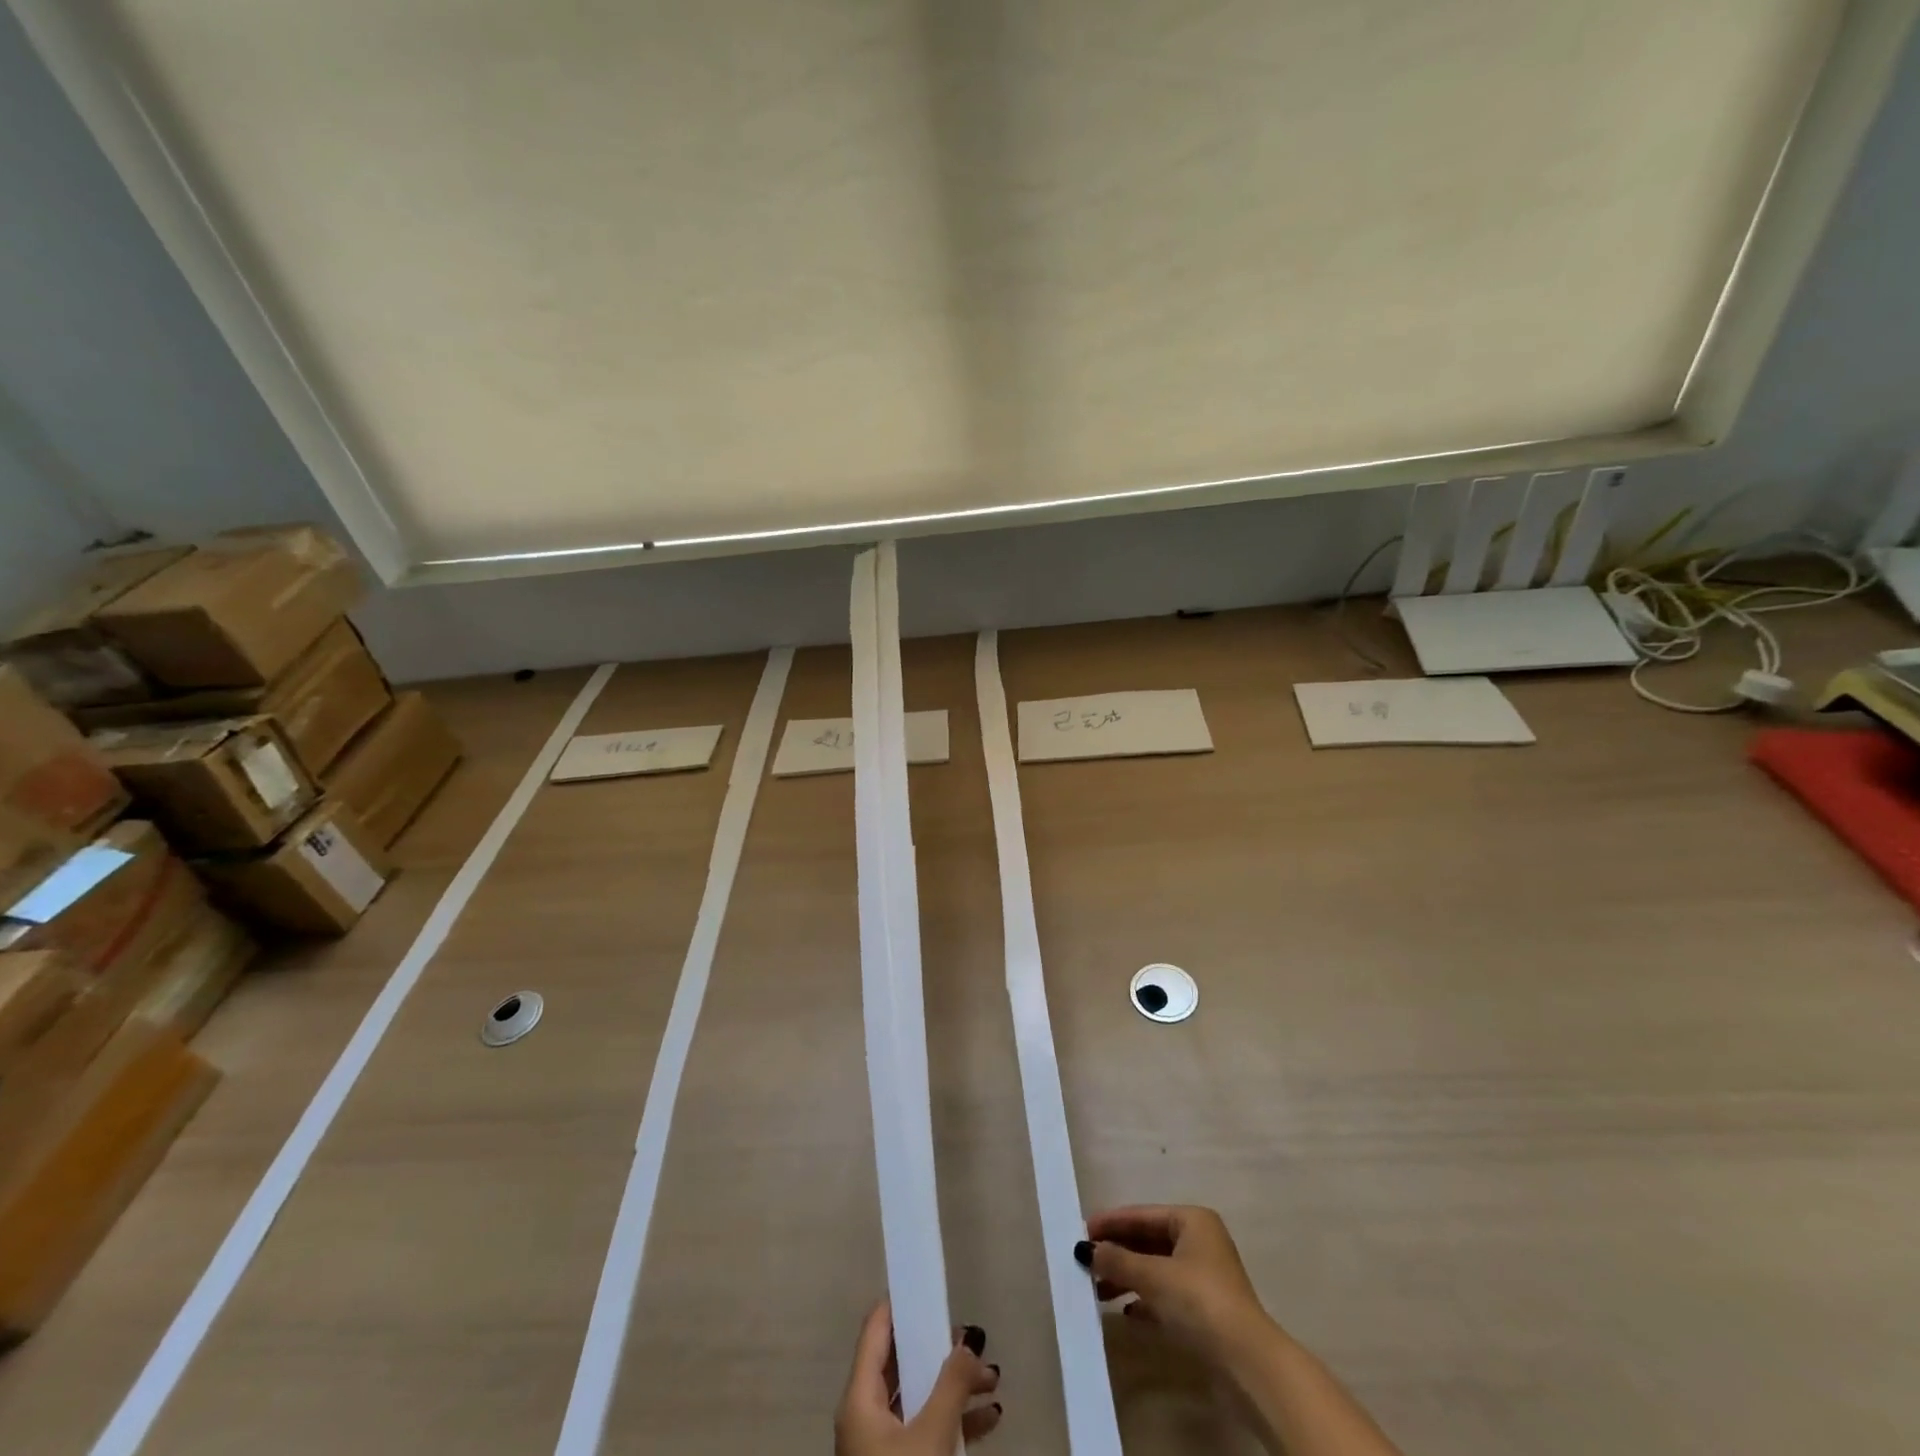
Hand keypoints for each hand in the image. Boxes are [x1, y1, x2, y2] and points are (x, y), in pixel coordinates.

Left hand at [834, 1301, 1002, 1455]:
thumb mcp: (931, 1435)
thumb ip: (952, 1382)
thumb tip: (969, 1340)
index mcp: (859, 1396)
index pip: (876, 1328)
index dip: (902, 1302)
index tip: (931, 1284)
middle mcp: (865, 1413)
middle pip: (902, 1361)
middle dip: (941, 1348)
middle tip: (976, 1338)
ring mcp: (881, 1444)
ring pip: (919, 1396)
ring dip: (956, 1386)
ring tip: (993, 1379)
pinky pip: (926, 1429)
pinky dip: (954, 1419)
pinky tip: (989, 1418)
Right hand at [1076, 1205, 1272, 1363]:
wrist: (1247, 1363)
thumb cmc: (1199, 1302)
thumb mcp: (1153, 1277)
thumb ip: (1118, 1260)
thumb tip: (1086, 1249)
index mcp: (1192, 1221)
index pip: (1142, 1215)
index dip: (1111, 1222)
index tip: (1081, 1230)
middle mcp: (1199, 1242)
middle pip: (1148, 1241)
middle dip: (1117, 1252)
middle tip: (1086, 1261)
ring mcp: (1204, 1277)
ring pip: (1156, 1269)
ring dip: (1127, 1277)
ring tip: (1097, 1290)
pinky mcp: (1205, 1310)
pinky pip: (1166, 1295)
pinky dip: (1145, 1299)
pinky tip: (1126, 1311)